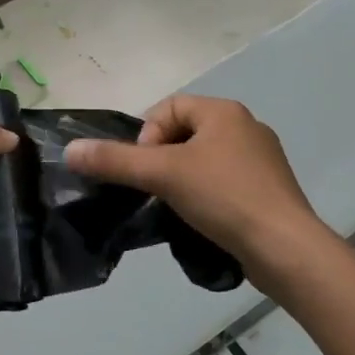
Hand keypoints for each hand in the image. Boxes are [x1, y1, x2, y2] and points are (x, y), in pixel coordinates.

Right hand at [63, 95, 327, 276]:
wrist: (285, 247)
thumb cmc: (224, 197)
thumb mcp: (162, 174)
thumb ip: (114, 160)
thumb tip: (70, 150)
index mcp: (224, 111)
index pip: (168, 106)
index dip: (147, 134)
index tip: (147, 168)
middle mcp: (245, 126)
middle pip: (184, 133)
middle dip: (162, 159)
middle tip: (158, 189)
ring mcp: (262, 159)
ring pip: (203, 159)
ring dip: (183, 179)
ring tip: (177, 207)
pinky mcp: (269, 190)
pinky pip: (225, 182)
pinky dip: (207, 195)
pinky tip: (203, 220)